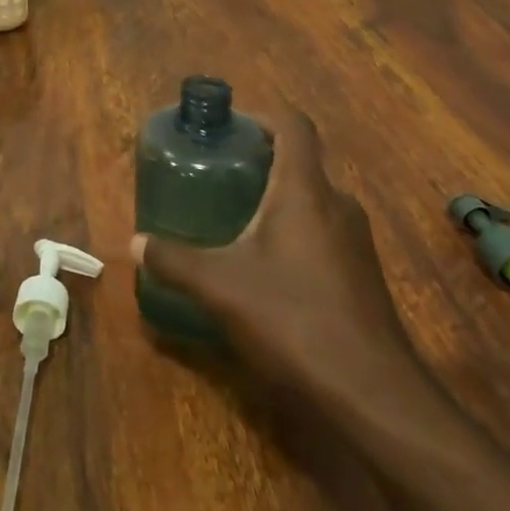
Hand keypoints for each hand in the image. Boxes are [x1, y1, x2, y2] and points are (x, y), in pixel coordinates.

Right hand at [132, 106, 426, 404]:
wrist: (373, 395)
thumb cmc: (293, 320)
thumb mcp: (220, 287)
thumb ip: (174, 260)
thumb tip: (136, 243)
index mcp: (305, 190)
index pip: (293, 125)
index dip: (261, 115)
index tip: (227, 126)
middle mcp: (337, 204)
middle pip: (300, 161)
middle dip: (259, 160)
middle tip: (217, 172)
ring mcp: (356, 241)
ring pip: (312, 200)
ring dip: (276, 198)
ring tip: (234, 216)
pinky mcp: (362, 275)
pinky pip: (323, 231)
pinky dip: (293, 231)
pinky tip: (266, 266)